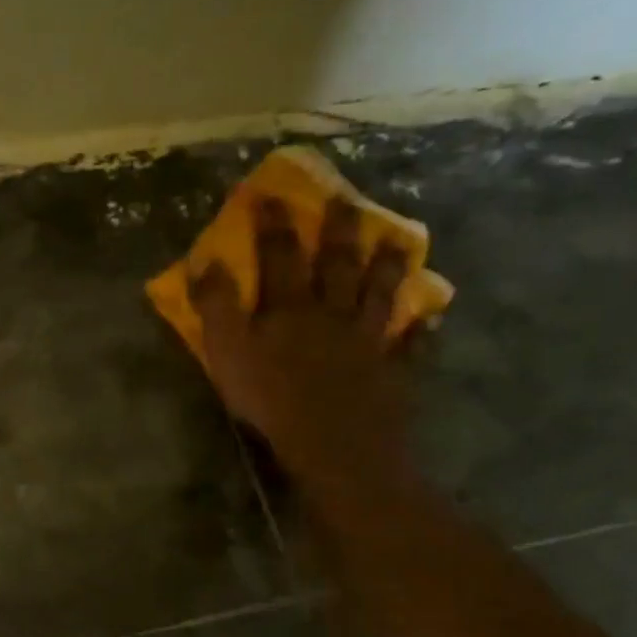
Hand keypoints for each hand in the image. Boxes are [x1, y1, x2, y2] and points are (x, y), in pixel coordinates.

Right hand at [188, 197, 415, 502]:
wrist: (332, 443)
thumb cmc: (270, 398)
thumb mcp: (226, 351)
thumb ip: (215, 306)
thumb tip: (205, 262)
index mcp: (289, 307)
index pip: (279, 254)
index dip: (273, 223)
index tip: (270, 193)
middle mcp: (332, 312)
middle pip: (337, 264)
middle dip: (338, 230)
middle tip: (346, 199)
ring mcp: (368, 340)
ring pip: (380, 294)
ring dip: (388, 267)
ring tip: (399, 240)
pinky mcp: (392, 371)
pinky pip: (410, 345)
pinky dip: (420, 330)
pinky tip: (430, 316)